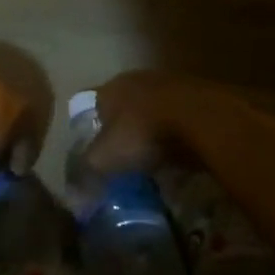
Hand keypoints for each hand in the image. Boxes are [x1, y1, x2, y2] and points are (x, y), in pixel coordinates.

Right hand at [85, 70, 206, 174]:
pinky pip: (178, 122)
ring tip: (151, 163)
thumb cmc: (142, 132)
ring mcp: (169, 87)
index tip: (92, 155)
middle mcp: (137, 81)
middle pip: (123, 109)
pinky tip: (177, 159)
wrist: (201, 118)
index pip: (91, 105)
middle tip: (121, 161)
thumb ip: (85, 171)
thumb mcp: (104, 158)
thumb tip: (74, 193)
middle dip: (122, 132)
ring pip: (152, 114)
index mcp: (110, 88)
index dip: (89, 131)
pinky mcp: (196, 99)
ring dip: (150, 134)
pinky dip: (175, 138)